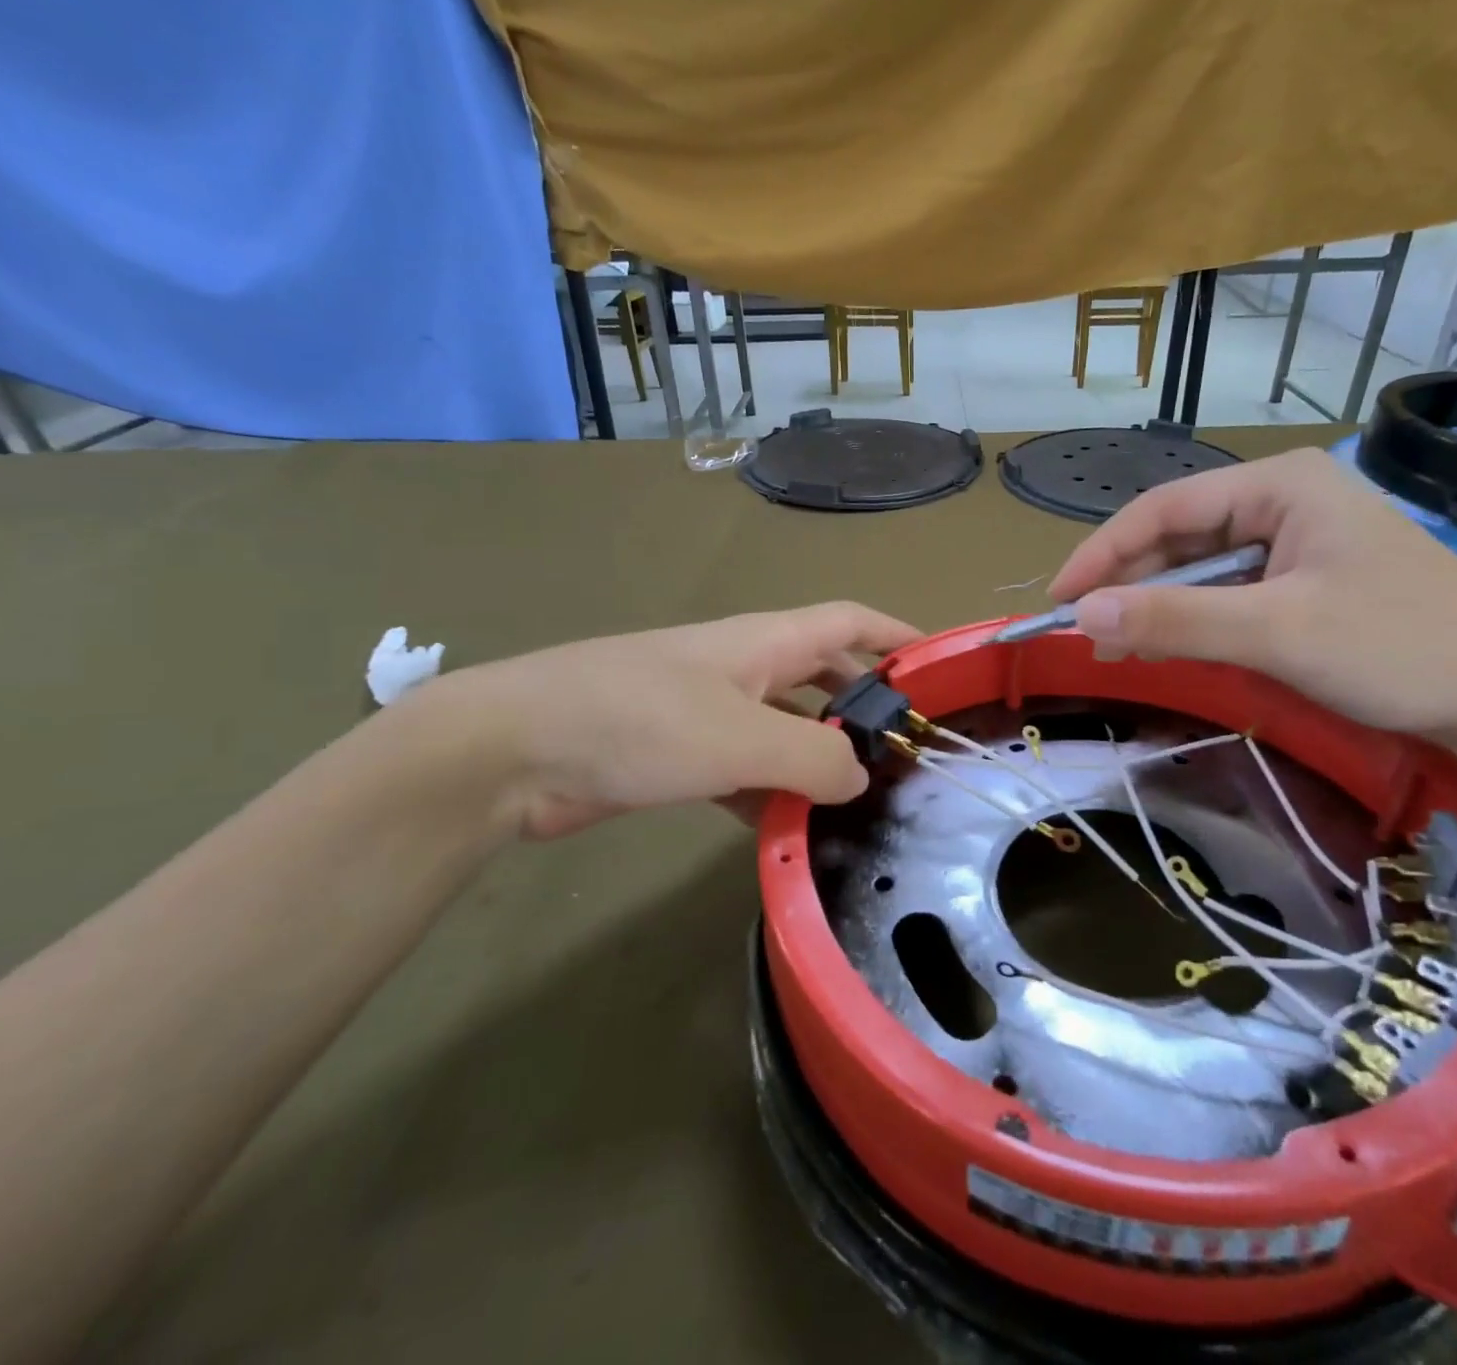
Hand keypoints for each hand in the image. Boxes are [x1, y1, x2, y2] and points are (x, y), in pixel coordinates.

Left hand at [420, 603, 921, 840]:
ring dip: (818, 761)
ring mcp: (708, 712)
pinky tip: (789, 834)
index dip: (897, 635)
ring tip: (861, 804)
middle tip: (905, 752)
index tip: (941, 666)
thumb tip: (862, 777)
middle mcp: (742, 669)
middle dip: (865, 707)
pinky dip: (770, 796)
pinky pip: (744, 771)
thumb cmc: (639, 720)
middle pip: (823, 676)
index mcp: (765, 642)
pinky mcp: (678, 755)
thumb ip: (815, 758)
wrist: (515, 750)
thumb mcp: (743, 737)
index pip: (849, 622)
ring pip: (785, 730)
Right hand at [1046, 448, 1456, 745]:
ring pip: (1199, 567)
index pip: (1162, 508)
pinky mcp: (1304, 578)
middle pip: (1177, 536)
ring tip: (1117, 647)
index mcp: (1278, 484)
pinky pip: (1226, 591)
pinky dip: (1192, 619)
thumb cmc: (1399, 649)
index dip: (1101, 553)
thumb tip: (1081, 613)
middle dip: (1129, 584)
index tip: (1058, 600)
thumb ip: (1175, 618)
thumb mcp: (1276, 633)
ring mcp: (1295, 539)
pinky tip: (1170, 645)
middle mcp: (1281, 500)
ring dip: (1156, 606)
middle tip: (1086, 636)